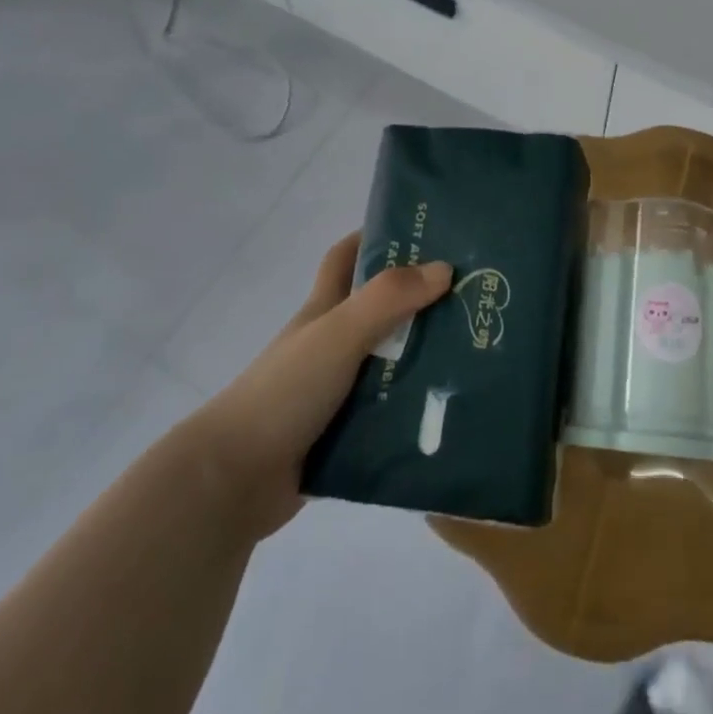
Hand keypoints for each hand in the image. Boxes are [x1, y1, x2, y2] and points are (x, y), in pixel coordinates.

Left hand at [195, 232, 451, 542]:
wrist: (232, 482)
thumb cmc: (285, 391)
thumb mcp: (338, 333)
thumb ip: (387, 299)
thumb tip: (445, 268)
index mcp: (324, 311)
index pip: (346, 258)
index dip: (376, 237)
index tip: (423, 231)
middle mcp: (332, 344)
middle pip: (381, 309)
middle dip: (422, 300)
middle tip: (474, 296)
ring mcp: (338, 389)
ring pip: (392, 362)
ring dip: (427, 358)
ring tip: (480, 354)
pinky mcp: (345, 432)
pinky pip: (391, 411)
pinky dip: (417, 408)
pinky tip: (454, 407)